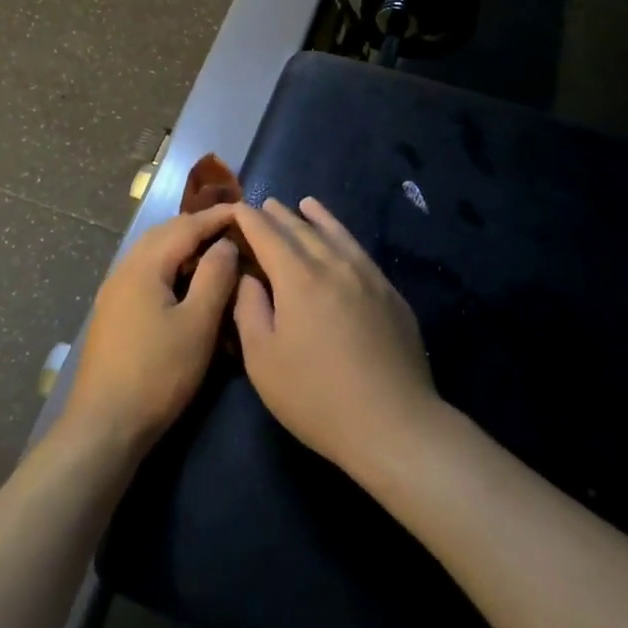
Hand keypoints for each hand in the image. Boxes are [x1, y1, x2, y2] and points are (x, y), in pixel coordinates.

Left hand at [62, 205, 241, 455]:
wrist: (104, 425)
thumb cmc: (158, 373)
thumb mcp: (197, 324)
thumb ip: (214, 277)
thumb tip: (225, 243)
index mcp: (144, 266)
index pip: (186, 226)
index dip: (217, 217)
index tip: (246, 210)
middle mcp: (124, 269)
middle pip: (164, 233)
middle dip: (198, 226)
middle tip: (232, 229)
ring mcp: (114, 292)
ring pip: (153, 253)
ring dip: (183, 246)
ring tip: (214, 252)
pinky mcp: (113, 312)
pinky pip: (146, 272)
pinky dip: (170, 266)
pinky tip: (186, 284)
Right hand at [232, 197, 438, 479]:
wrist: (394, 423)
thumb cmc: (316, 396)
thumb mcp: (263, 360)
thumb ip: (249, 309)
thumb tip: (249, 277)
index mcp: (298, 277)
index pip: (266, 234)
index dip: (247, 219)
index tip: (234, 210)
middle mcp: (333, 264)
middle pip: (301, 228)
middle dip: (278, 215)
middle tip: (263, 205)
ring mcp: (367, 275)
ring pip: (336, 233)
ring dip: (315, 217)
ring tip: (304, 203)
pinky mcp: (390, 292)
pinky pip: (359, 250)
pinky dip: (343, 235)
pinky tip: (341, 238)